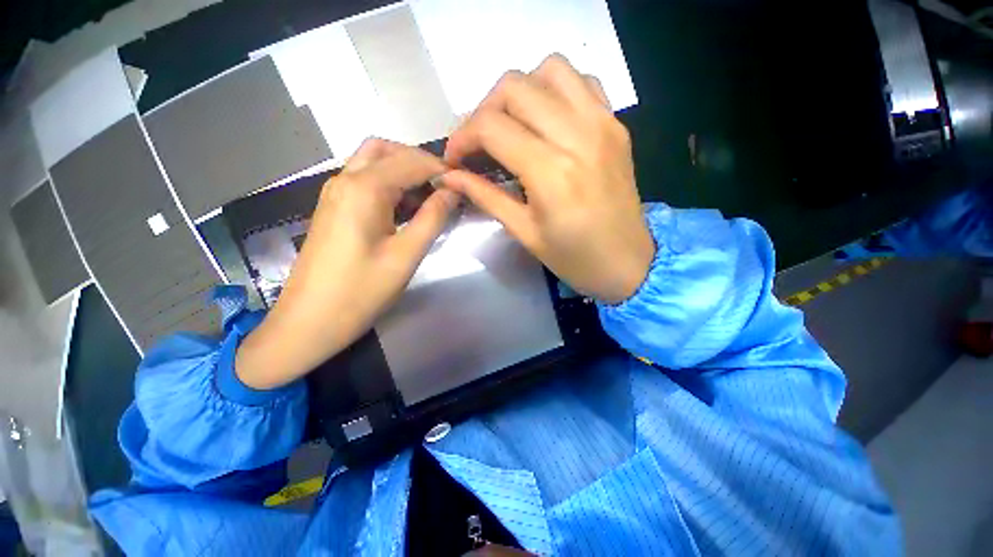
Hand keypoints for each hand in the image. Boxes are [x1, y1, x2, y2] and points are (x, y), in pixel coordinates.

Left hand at [236, 139, 458, 389]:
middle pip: (386, 150)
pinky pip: (363, 181)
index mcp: (364, 189)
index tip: (462, 185)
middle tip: (443, 187)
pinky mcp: (332, 208)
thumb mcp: (406, 255)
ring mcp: (334, 193)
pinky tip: (404, 208)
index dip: (440, 169)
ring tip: (428, 198)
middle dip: (418, 162)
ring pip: (372, 162)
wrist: (309, 321)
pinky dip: (388, 184)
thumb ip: (433, 218)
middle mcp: (345, 180)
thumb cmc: (361, 291)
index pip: (411, 161)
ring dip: (403, 171)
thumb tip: (452, 192)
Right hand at [441, 54, 653, 304]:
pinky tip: (547, 120)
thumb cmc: (573, 258)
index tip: (454, 159)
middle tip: (479, 143)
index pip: (491, 127)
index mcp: (551, 172)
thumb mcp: (524, 233)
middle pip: (515, 87)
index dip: (462, 138)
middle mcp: (578, 136)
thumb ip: (485, 197)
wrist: (628, 263)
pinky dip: (556, 90)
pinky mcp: (617, 124)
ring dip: (520, 92)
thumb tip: (449, 176)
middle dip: (484, 110)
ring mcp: (603, 124)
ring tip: (511, 125)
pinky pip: (582, 82)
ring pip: (550, 69)